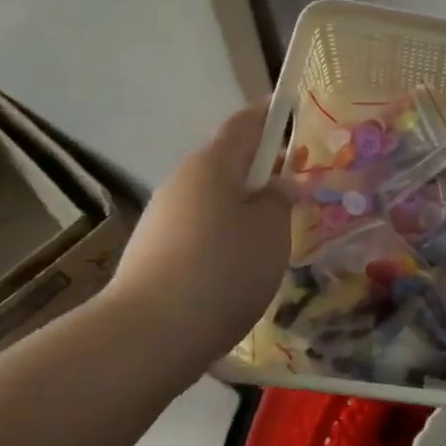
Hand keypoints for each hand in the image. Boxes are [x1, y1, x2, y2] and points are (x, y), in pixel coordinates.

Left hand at [105, 103, 291, 361]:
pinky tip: (243, 267)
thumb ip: (281, 199)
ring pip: (215, 201)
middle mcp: (182, 183)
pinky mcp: (155, 256)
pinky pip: (201, 231)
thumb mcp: (271, 230)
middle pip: (228, 163)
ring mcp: (163, 220)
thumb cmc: (223, 269)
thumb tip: (280, 184)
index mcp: (212, 164)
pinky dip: (227, 236)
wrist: (148, 337)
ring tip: (276, 232)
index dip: (268, 113)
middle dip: (262, 168)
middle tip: (298, 183)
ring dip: (245, 207)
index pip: (244, 124)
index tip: (290, 108)